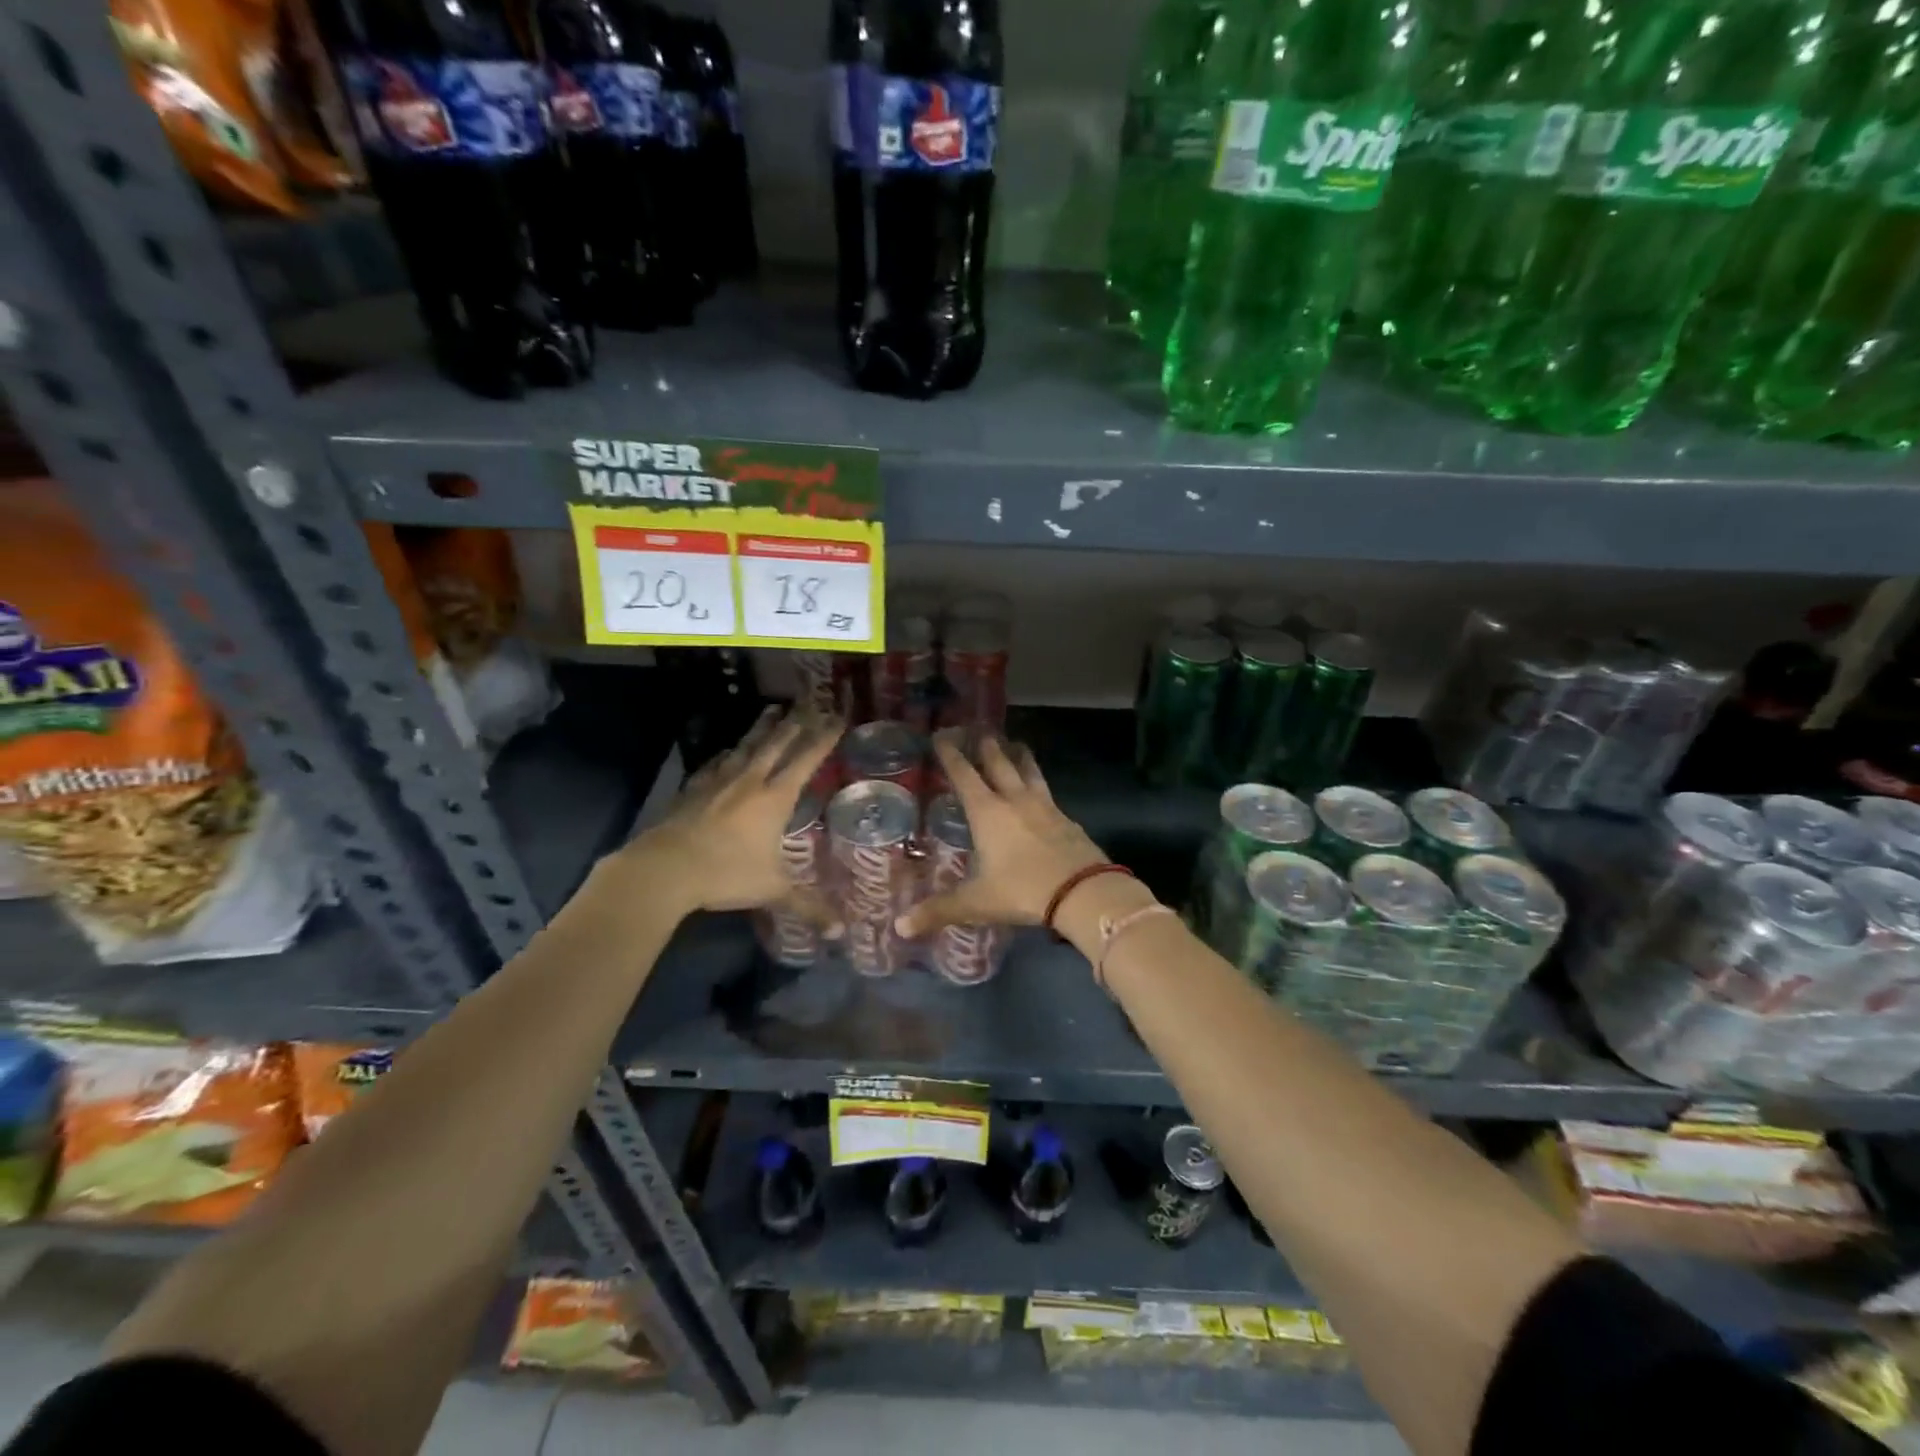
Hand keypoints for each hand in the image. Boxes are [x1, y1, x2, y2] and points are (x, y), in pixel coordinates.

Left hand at [622, 706, 842, 927]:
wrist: (665, 869)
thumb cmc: (725, 874)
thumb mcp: (772, 889)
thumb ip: (807, 905)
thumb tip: (840, 931)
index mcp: (775, 797)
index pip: (806, 759)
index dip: (824, 738)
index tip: (837, 718)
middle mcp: (750, 781)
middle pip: (777, 743)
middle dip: (797, 723)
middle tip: (810, 704)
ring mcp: (718, 782)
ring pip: (746, 746)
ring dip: (762, 728)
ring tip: (773, 711)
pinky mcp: (693, 789)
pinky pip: (715, 764)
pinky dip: (727, 754)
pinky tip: (727, 751)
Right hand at [896, 733, 1111, 939]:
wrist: (1082, 891)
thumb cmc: (1022, 890)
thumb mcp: (976, 902)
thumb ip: (938, 911)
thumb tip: (899, 927)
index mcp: (988, 812)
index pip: (965, 775)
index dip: (952, 756)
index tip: (943, 736)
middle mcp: (1015, 801)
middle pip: (999, 765)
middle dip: (987, 747)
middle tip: (981, 730)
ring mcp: (1045, 807)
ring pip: (1029, 772)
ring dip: (1020, 757)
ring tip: (1017, 743)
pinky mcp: (1067, 819)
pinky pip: (1048, 793)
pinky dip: (1039, 784)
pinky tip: (1041, 792)